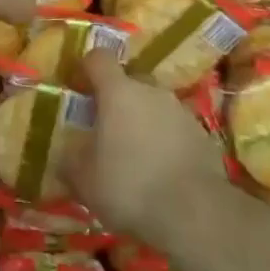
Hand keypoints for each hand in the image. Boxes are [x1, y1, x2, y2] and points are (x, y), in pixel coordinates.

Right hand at [63, 50, 232, 249]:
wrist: (194, 212)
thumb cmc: (130, 186)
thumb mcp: (85, 180)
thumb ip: (72, 160)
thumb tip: (67, 154)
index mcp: (118, 91)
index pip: (99, 58)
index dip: (87, 68)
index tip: (79, 86)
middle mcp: (151, 90)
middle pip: (130, 82)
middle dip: (118, 100)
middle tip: (108, 131)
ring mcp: (180, 110)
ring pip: (155, 106)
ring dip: (144, 123)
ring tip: (137, 158)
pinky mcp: (202, 135)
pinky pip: (176, 130)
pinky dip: (167, 143)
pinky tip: (163, 173)